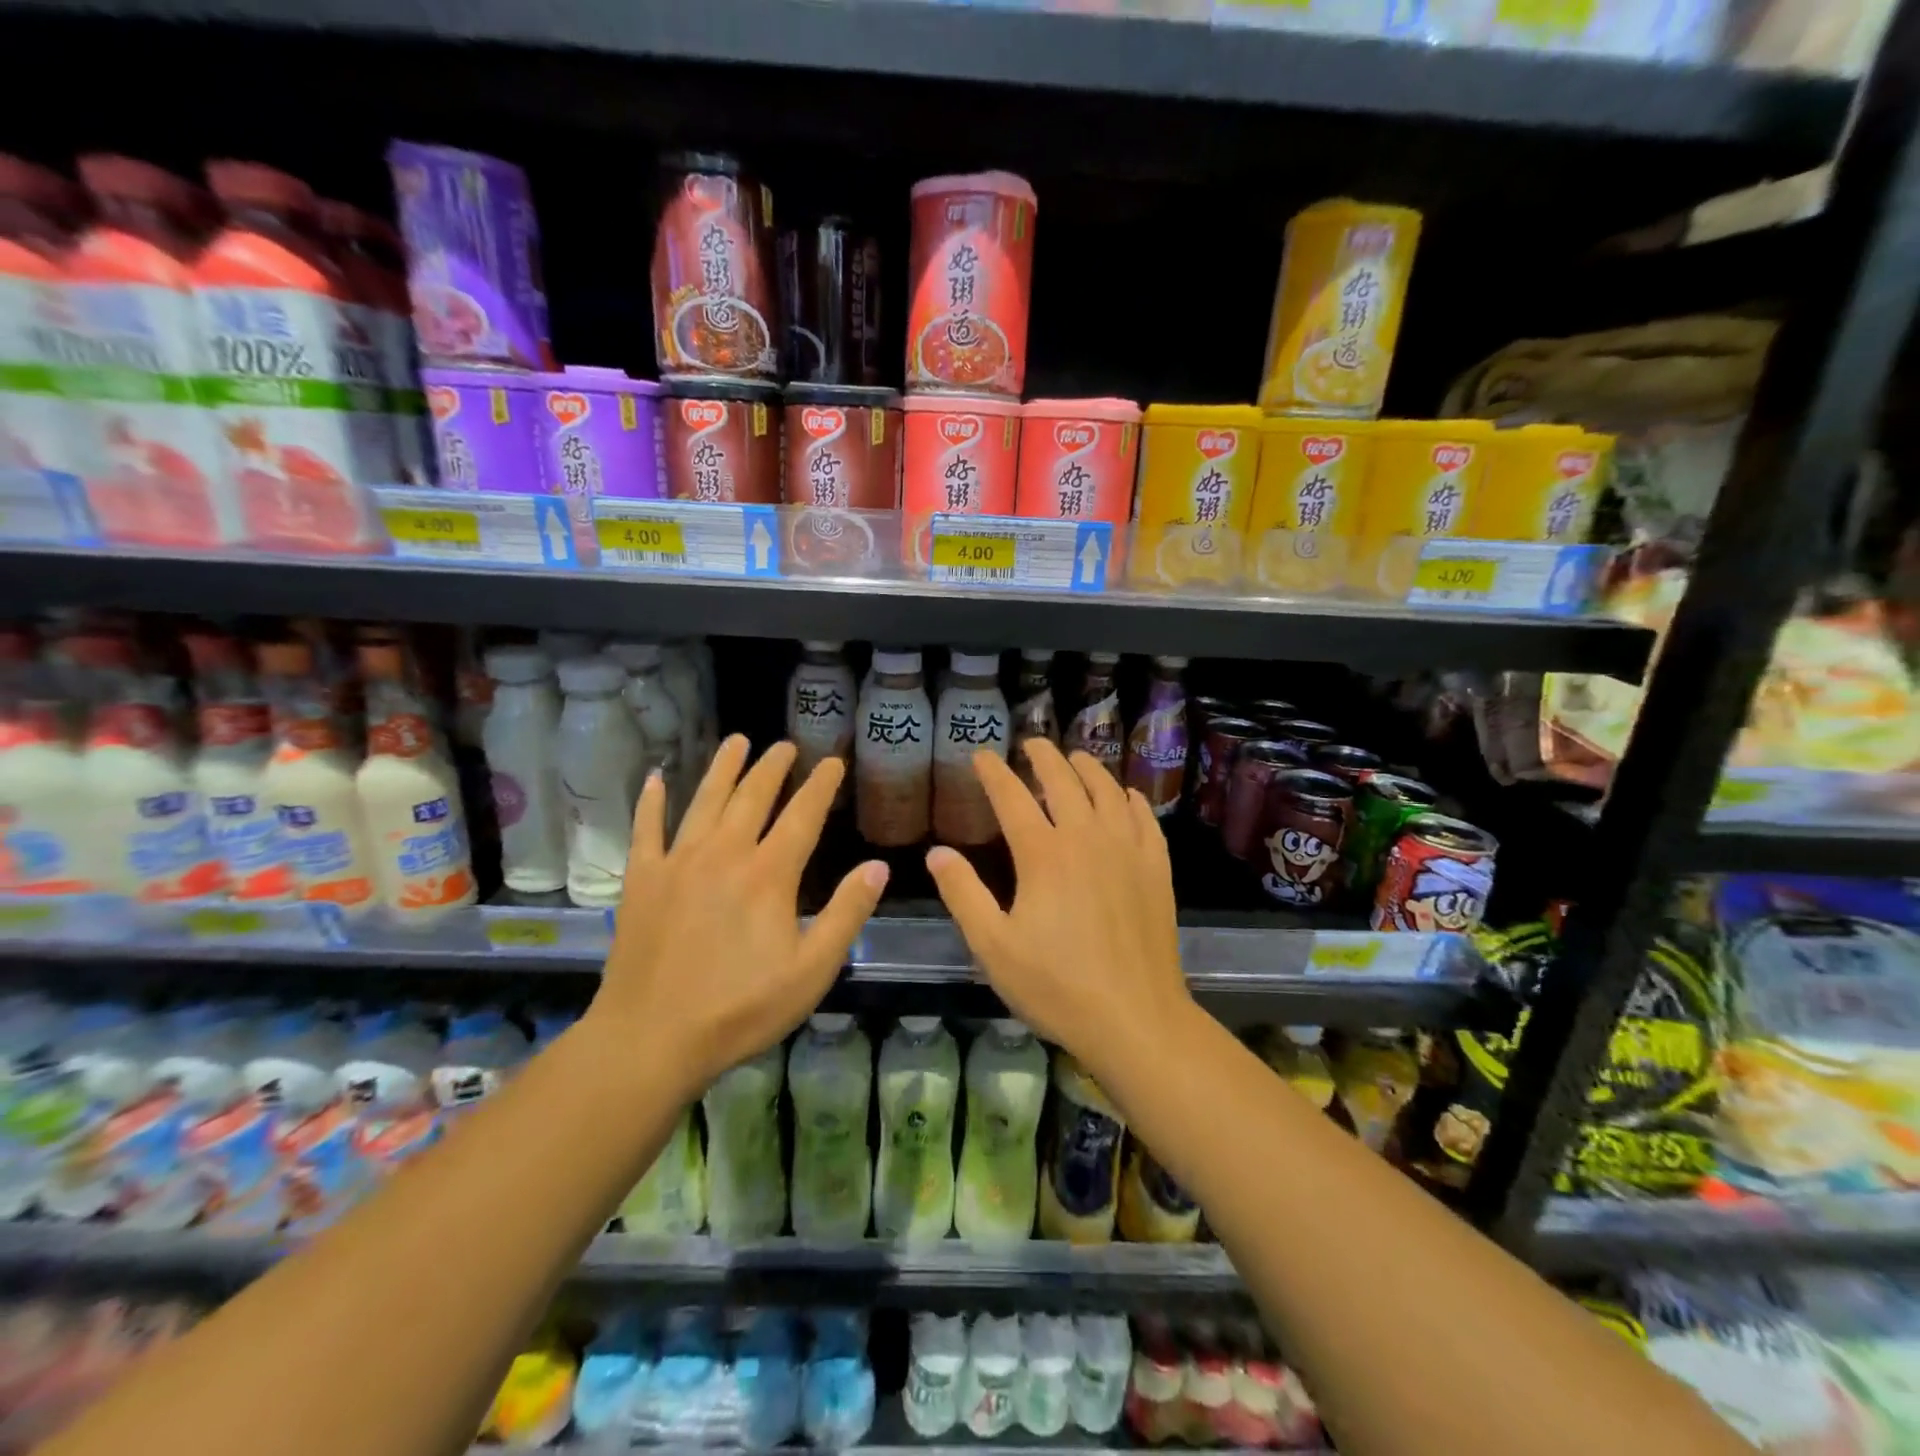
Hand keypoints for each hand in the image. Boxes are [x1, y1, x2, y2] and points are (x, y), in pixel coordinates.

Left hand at [588, 736, 888, 1094]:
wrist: (650, 1039)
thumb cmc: (740, 1009)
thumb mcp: (812, 970)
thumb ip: (847, 914)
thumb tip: (878, 866)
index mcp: (769, 874)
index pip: (803, 816)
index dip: (821, 785)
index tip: (833, 761)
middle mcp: (724, 854)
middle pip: (753, 797)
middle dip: (773, 767)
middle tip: (785, 745)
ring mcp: (677, 863)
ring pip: (705, 801)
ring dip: (723, 768)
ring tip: (737, 741)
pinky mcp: (642, 880)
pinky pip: (646, 830)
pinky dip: (652, 802)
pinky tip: (656, 779)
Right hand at [924, 738, 1193, 1081]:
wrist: (1135, 1018)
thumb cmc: (1056, 985)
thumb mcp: (993, 946)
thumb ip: (963, 894)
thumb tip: (937, 853)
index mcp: (1043, 854)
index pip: (1012, 797)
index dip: (994, 772)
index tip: (981, 755)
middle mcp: (1087, 838)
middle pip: (1064, 780)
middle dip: (1044, 756)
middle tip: (1031, 744)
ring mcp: (1127, 849)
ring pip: (1107, 790)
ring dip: (1088, 768)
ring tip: (1076, 759)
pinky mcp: (1156, 867)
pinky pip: (1143, 817)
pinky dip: (1129, 798)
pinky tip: (1125, 796)